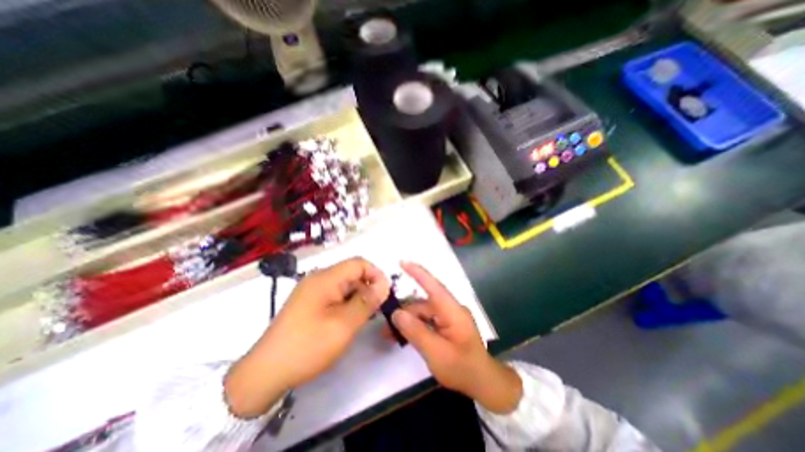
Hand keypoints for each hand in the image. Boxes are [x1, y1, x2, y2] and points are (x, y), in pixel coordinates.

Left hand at [225, 257, 392, 418]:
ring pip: (344, 286)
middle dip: (367, 288)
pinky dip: (346, 304)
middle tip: (376, 310)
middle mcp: (318, 279)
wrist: (265, 373)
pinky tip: (348, 321)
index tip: (385, 294)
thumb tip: (384, 284)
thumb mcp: (344, 324)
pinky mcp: (309, 303)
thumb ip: (367, 301)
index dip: (375, 274)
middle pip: (351, 274)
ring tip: (363, 318)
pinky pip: (334, 296)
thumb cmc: (308, 346)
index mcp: (325, 278)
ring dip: (357, 297)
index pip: (358, 263)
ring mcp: (312, 291)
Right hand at [391, 261, 521, 412]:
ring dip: (408, 320)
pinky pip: (427, 320)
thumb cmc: (462, 368)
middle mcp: (450, 309)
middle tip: (385, 323)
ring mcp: (449, 316)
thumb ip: (416, 332)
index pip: (433, 286)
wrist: (483, 382)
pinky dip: (415, 325)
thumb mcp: (436, 353)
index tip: (402, 262)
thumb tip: (397, 313)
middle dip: (404, 310)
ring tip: (389, 333)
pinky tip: (403, 335)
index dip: (418, 273)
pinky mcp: (447, 324)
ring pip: (423, 312)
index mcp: (452, 310)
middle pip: (423, 303)